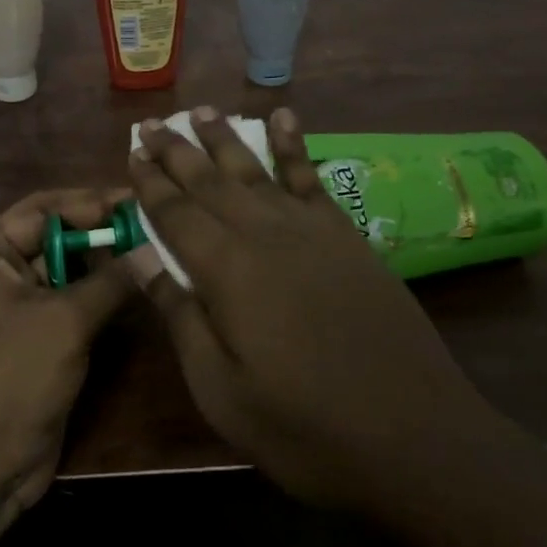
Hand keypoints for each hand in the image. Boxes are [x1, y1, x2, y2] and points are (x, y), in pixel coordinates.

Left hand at [0, 76, 136, 534]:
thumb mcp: (58, 326)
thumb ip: (106, 282)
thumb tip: (146, 248)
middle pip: (32, 213)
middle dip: (79, 205)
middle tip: (133, 203)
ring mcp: (9, 299)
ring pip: (57, 252)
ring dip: (95, 245)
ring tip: (143, 233)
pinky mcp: (32, 331)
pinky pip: (67, 289)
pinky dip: (96, 280)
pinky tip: (135, 275)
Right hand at [129, 107, 494, 518]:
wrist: (414, 436)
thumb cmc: (304, 427)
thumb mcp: (221, 391)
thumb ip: (180, 318)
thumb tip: (140, 261)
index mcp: (226, 271)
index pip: (176, 213)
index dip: (150, 183)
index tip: (131, 152)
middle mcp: (263, 234)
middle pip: (210, 182)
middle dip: (176, 151)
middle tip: (151, 123)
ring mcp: (310, 230)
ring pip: (256, 170)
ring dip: (225, 139)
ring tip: (201, 110)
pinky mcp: (346, 237)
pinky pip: (311, 178)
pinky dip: (293, 145)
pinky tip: (284, 118)